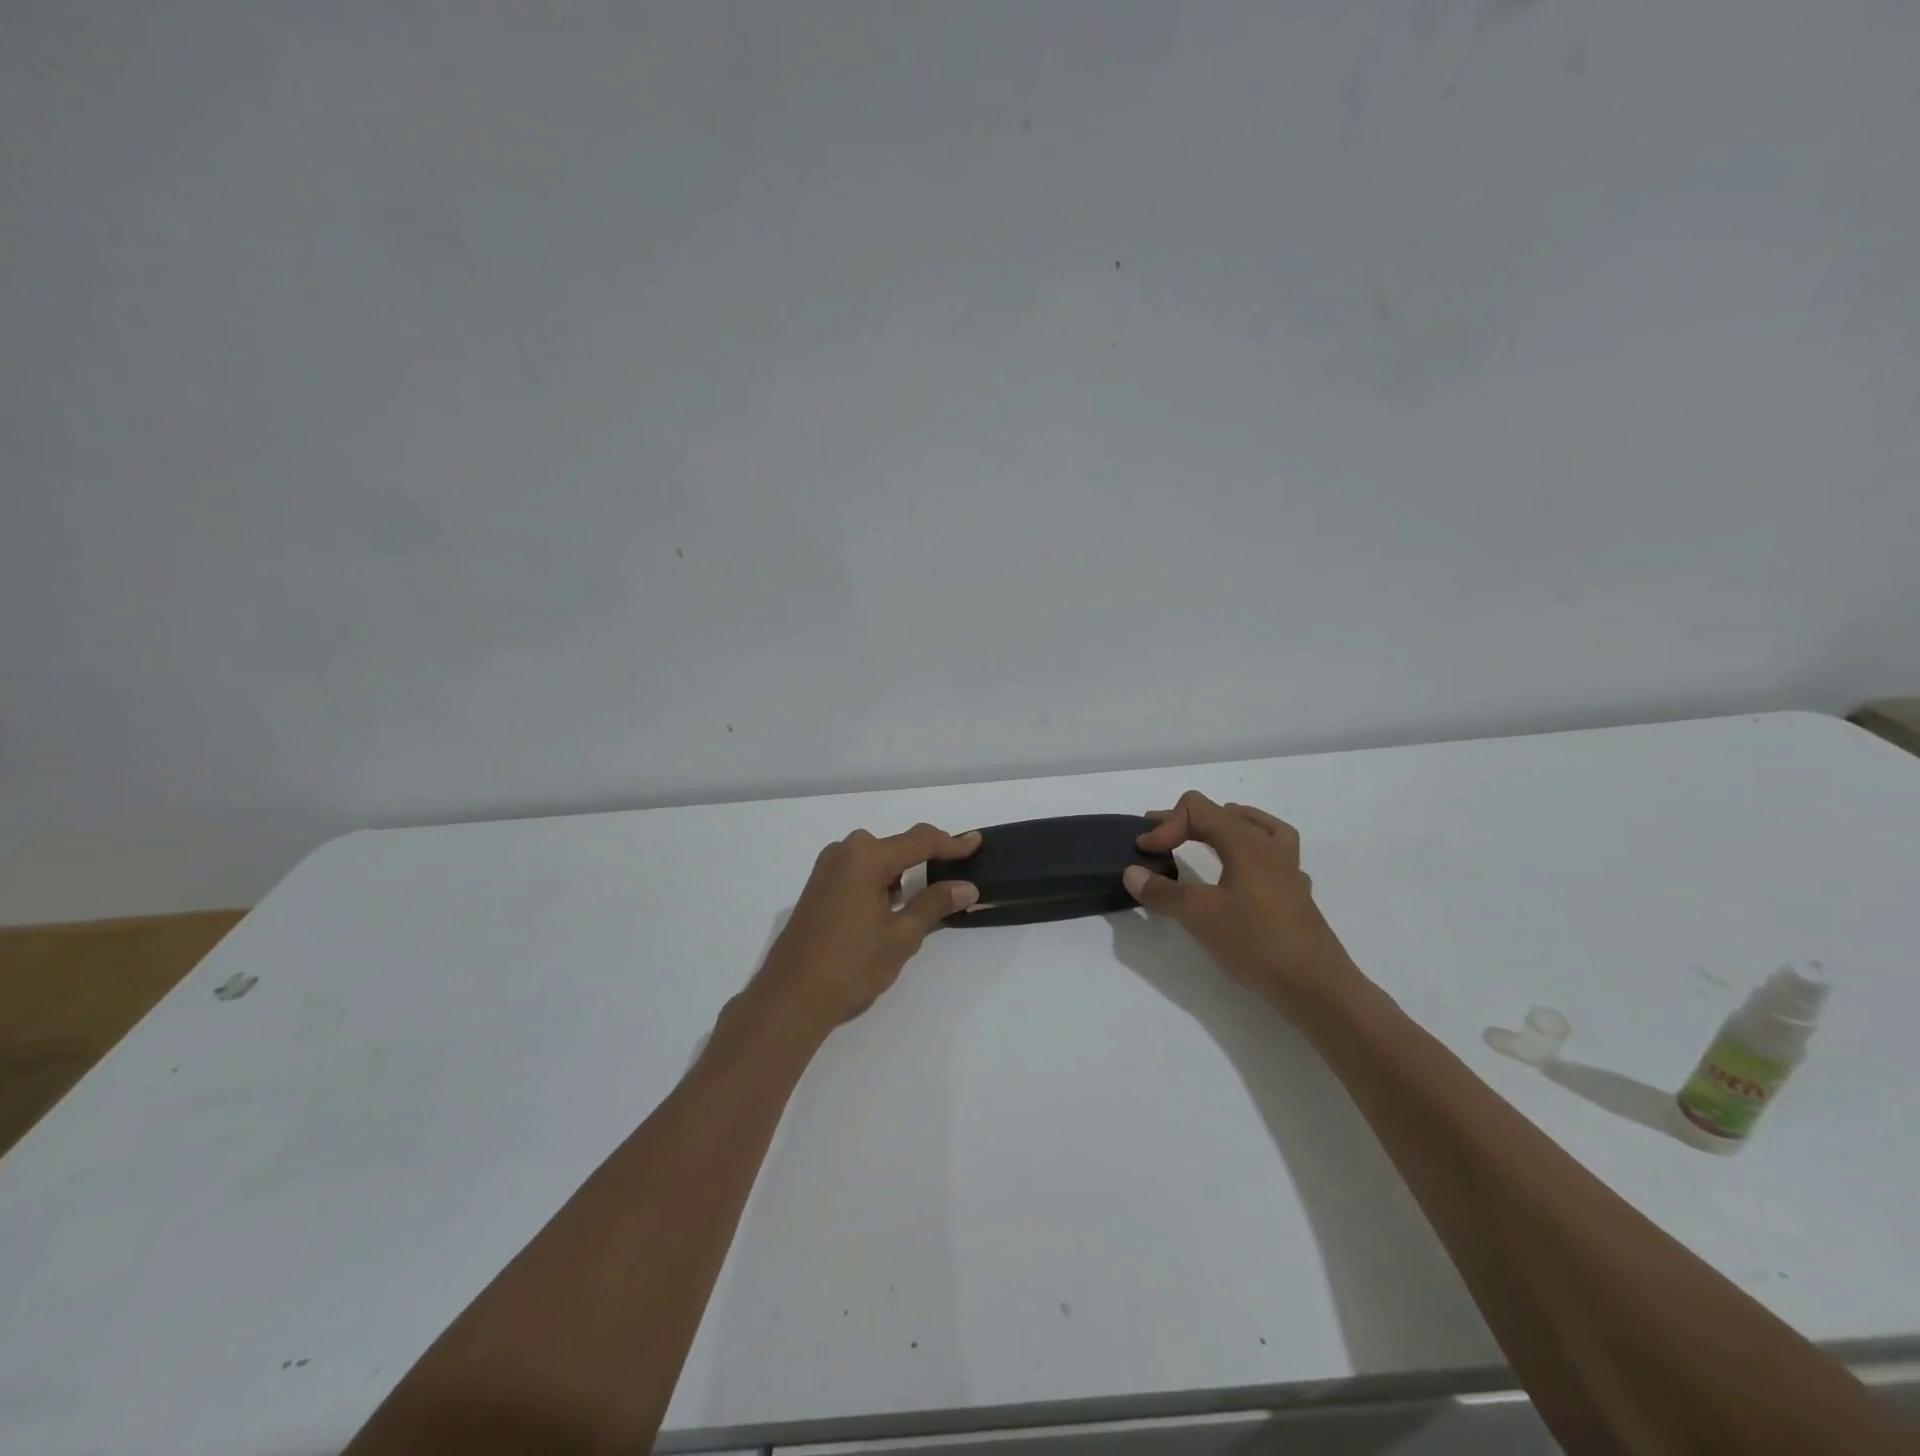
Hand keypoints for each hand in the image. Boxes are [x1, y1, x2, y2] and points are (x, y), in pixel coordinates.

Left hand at [749, 823, 981, 1036]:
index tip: (977, 842)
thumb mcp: (901, 935)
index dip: (952, 843)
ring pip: (877, 860)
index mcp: (865, 856)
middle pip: (897, 846)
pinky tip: (891, 908)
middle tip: (955, 876)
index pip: (920, 842)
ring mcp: (827, 869)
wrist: (790, 997)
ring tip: (925, 899)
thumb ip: (934, 904)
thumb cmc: (851, 964)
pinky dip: (881, 883)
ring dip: (902, 874)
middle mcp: (844, 852)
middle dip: (926, 858)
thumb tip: (966, 887)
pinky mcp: (818, 888)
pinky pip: (859, 873)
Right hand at [1122, 791, 1354, 1011]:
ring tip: (1207, 837)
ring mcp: (1288, 869)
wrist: (1314, 984)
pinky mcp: (1295, 894)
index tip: (1145, 852)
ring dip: (1226, 827)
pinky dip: (1250, 854)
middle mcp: (1269, 846)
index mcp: (1245, 841)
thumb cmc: (1254, 940)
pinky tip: (1242, 876)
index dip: (1165, 824)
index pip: (1198, 809)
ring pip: (1257, 828)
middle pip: (1224, 813)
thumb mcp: (1198, 914)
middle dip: (1186, 822)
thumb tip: (1131, 873)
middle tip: (1158, 838)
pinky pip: (1273, 856)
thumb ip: (1162, 891)